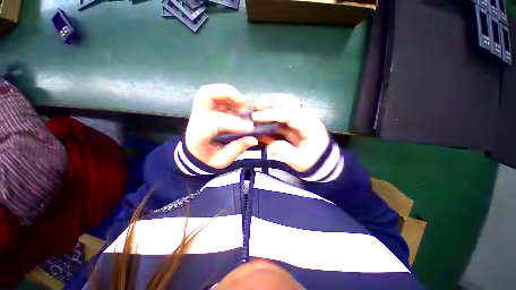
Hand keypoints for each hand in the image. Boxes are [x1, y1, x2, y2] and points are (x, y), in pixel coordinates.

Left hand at [185, 84, 257, 168]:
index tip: (250, 128)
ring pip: (211, 91)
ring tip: (244, 107)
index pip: (215, 122)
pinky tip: (239, 108)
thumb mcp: (222, 160)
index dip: (234, 123)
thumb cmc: (207, 159)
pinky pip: (217, 96)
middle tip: (244, 104)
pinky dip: (230, 98)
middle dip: (228, 94)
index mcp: (199, 134)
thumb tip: (253, 139)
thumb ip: (237, 149)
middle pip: (206, 94)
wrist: (194, 155)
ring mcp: (201, 111)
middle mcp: (198, 118)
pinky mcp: (207, 109)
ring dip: (231, 95)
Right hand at [252, 94, 329, 172]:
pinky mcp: (295, 124)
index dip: (272, 114)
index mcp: (310, 126)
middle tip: (256, 105)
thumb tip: (270, 146)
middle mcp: (306, 118)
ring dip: (270, 106)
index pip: (290, 114)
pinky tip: (262, 119)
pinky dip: (271, 116)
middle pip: (290, 102)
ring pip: (285, 106)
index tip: (256, 117)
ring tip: (256, 108)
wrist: (322, 163)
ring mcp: (300, 120)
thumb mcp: (301, 161)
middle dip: (272, 102)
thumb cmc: (313, 162)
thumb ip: (286, 153)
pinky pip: (282, 117)